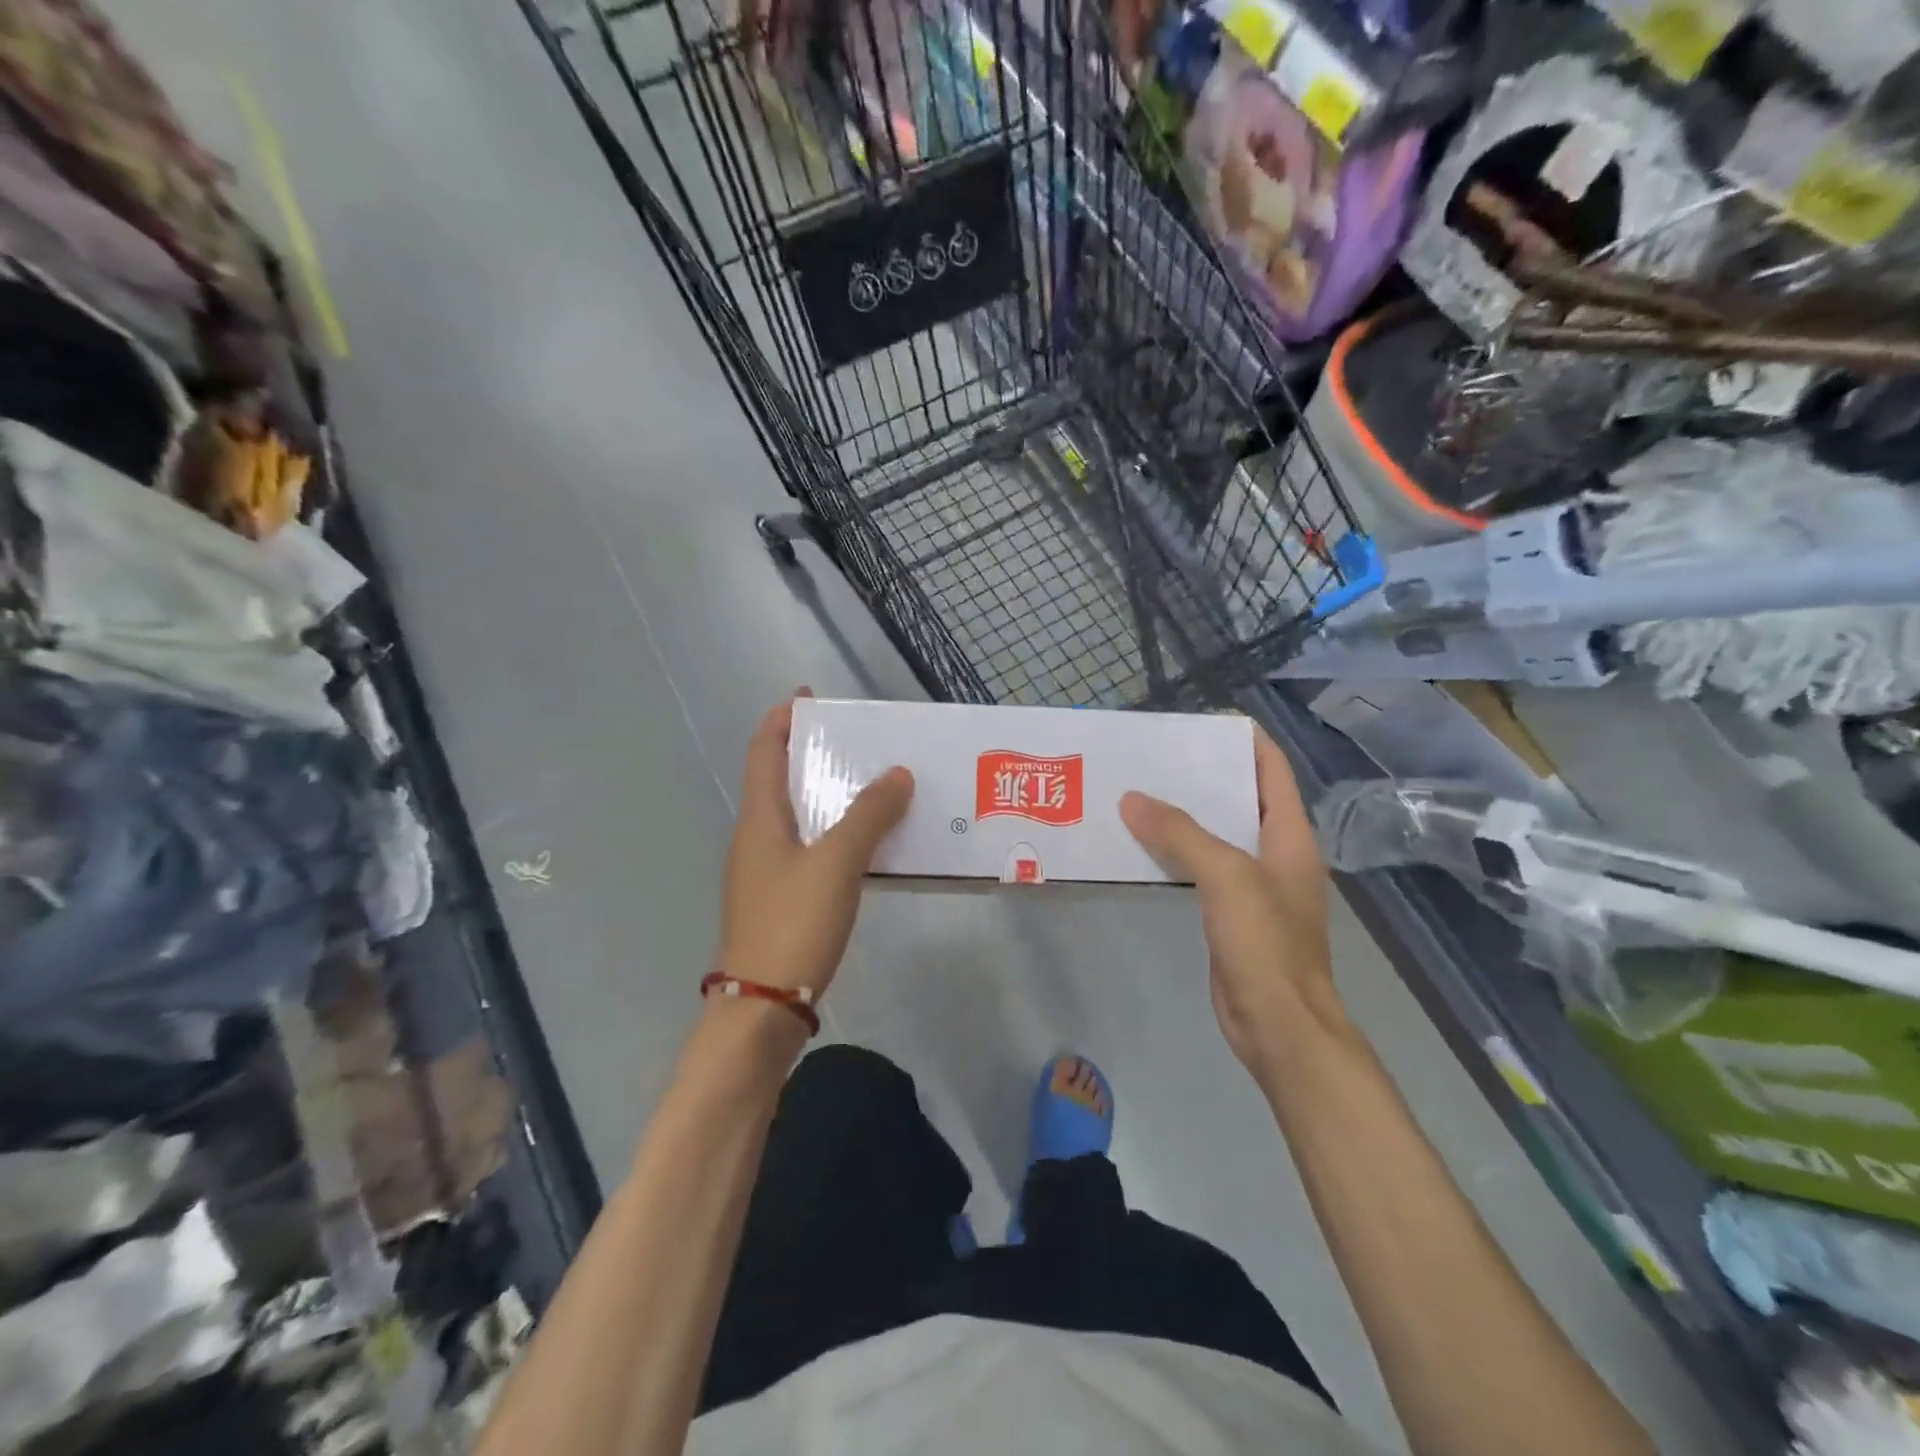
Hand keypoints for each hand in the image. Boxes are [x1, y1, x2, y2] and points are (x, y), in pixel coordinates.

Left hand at [713, 693, 913, 1001]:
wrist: (763, 1008)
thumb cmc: (794, 923)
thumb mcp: (837, 862)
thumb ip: (869, 815)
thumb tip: (899, 774)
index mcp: (759, 819)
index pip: (764, 751)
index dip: (782, 719)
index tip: (809, 697)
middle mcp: (757, 838)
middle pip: (781, 780)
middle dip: (814, 755)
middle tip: (860, 743)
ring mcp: (766, 872)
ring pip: (799, 817)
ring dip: (831, 797)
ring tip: (876, 787)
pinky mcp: (782, 900)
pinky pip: (811, 849)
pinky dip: (837, 834)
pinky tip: (870, 845)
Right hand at [1120, 729, 1343, 1076]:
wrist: (1279, 1025)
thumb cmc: (1265, 942)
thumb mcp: (1225, 876)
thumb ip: (1179, 833)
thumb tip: (1132, 799)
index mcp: (1290, 836)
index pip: (1272, 769)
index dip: (1245, 741)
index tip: (1202, 723)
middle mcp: (1276, 854)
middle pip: (1241, 799)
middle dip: (1202, 777)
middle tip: (1155, 758)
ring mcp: (1255, 887)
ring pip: (1217, 836)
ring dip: (1184, 816)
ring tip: (1140, 794)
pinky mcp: (1232, 915)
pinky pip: (1202, 869)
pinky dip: (1177, 853)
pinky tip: (1144, 846)